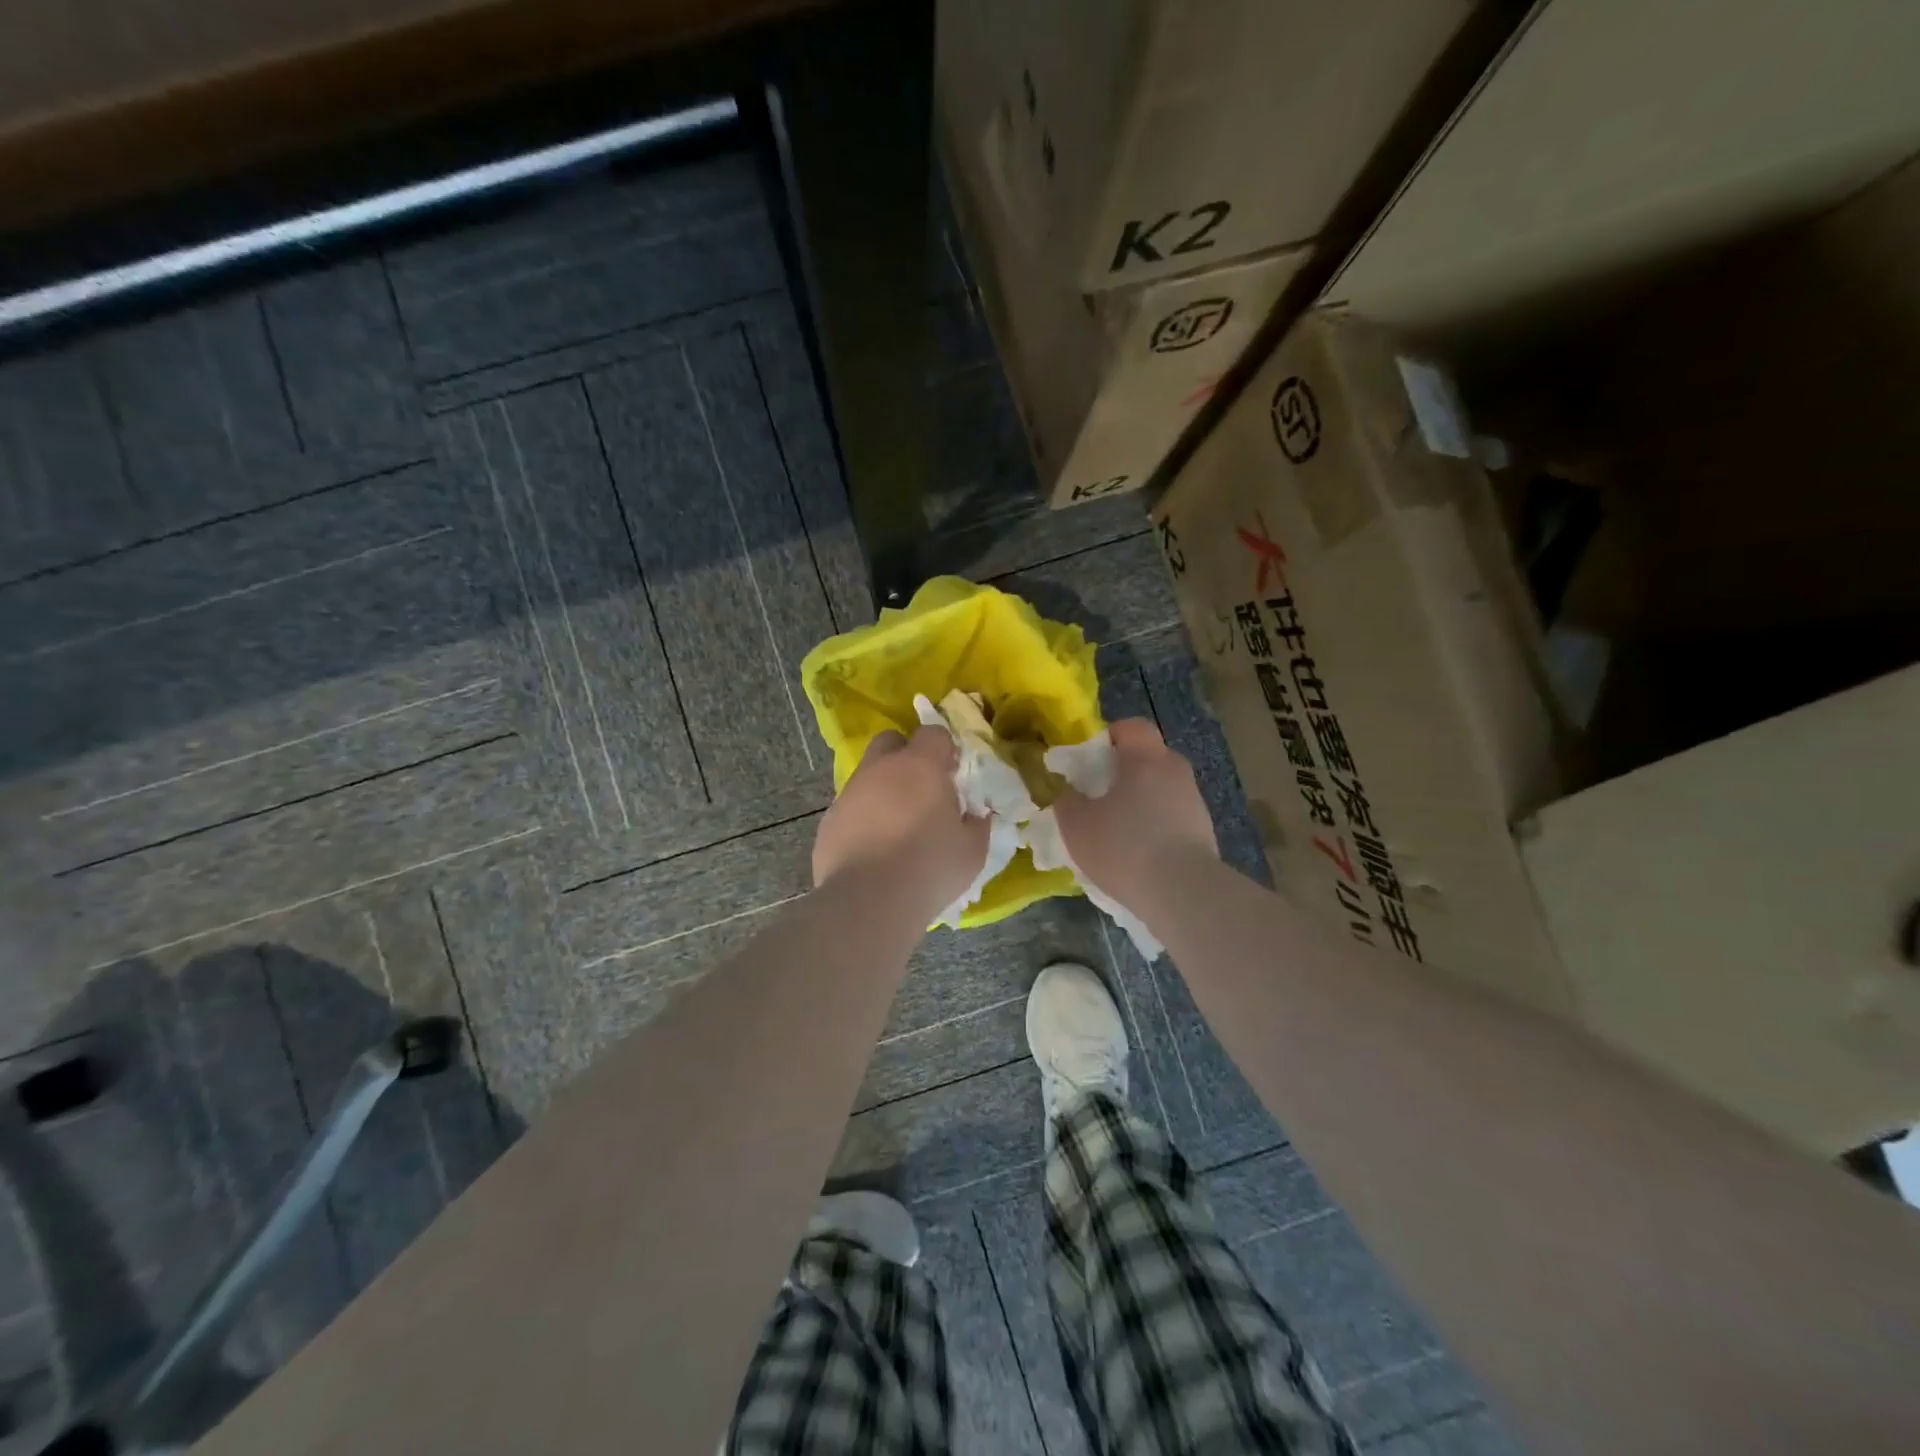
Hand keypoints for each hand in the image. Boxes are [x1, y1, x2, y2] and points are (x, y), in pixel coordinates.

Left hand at [812, 728, 989, 917]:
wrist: (869, 902)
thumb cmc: (930, 868)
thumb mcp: (972, 850)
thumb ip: (977, 824)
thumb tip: (977, 814)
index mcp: (920, 766)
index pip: (933, 733)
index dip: (944, 749)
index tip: (953, 772)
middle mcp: (881, 769)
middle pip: (891, 741)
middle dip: (906, 754)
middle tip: (921, 788)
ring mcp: (850, 793)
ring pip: (868, 776)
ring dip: (883, 789)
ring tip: (897, 826)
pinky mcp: (829, 820)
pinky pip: (851, 808)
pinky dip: (863, 818)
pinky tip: (873, 849)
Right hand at [1053, 718, 1217, 906]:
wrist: (1183, 892)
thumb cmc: (1124, 847)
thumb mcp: (1076, 825)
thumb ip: (1064, 798)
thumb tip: (1062, 786)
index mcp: (1146, 759)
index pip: (1133, 727)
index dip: (1111, 735)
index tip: (1090, 758)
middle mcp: (1175, 771)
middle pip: (1149, 757)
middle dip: (1124, 770)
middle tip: (1099, 795)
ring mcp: (1194, 801)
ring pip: (1162, 788)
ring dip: (1141, 800)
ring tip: (1119, 829)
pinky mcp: (1204, 831)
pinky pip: (1174, 815)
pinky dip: (1157, 824)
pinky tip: (1140, 853)